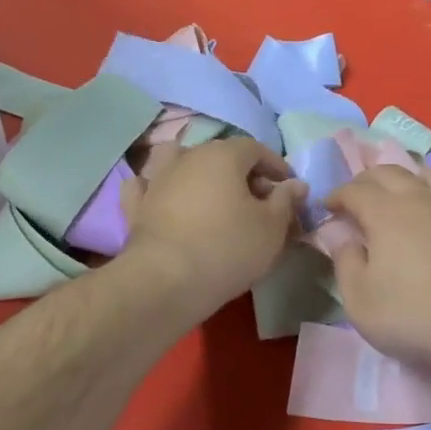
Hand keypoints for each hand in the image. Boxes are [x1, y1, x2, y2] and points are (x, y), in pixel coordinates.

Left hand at [117, 138, 305, 314]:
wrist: (167, 281)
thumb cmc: (228, 248)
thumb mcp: (272, 227)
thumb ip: (286, 200)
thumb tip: (295, 184)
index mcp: (223, 155)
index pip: (256, 148)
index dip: (276, 166)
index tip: (288, 188)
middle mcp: (187, 157)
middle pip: (220, 155)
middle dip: (242, 174)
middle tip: (258, 202)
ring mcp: (156, 179)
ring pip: (178, 162)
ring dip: (196, 173)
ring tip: (211, 196)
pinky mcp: (135, 206)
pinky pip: (146, 187)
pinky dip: (157, 190)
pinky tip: (165, 200)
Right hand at [323, 165, 430, 366]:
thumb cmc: (416, 316)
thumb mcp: (361, 302)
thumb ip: (345, 264)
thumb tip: (339, 236)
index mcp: (385, 214)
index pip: (354, 191)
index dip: (338, 195)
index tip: (329, 206)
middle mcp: (424, 199)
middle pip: (393, 172)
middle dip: (371, 179)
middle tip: (362, 195)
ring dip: (419, 179)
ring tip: (414, 194)